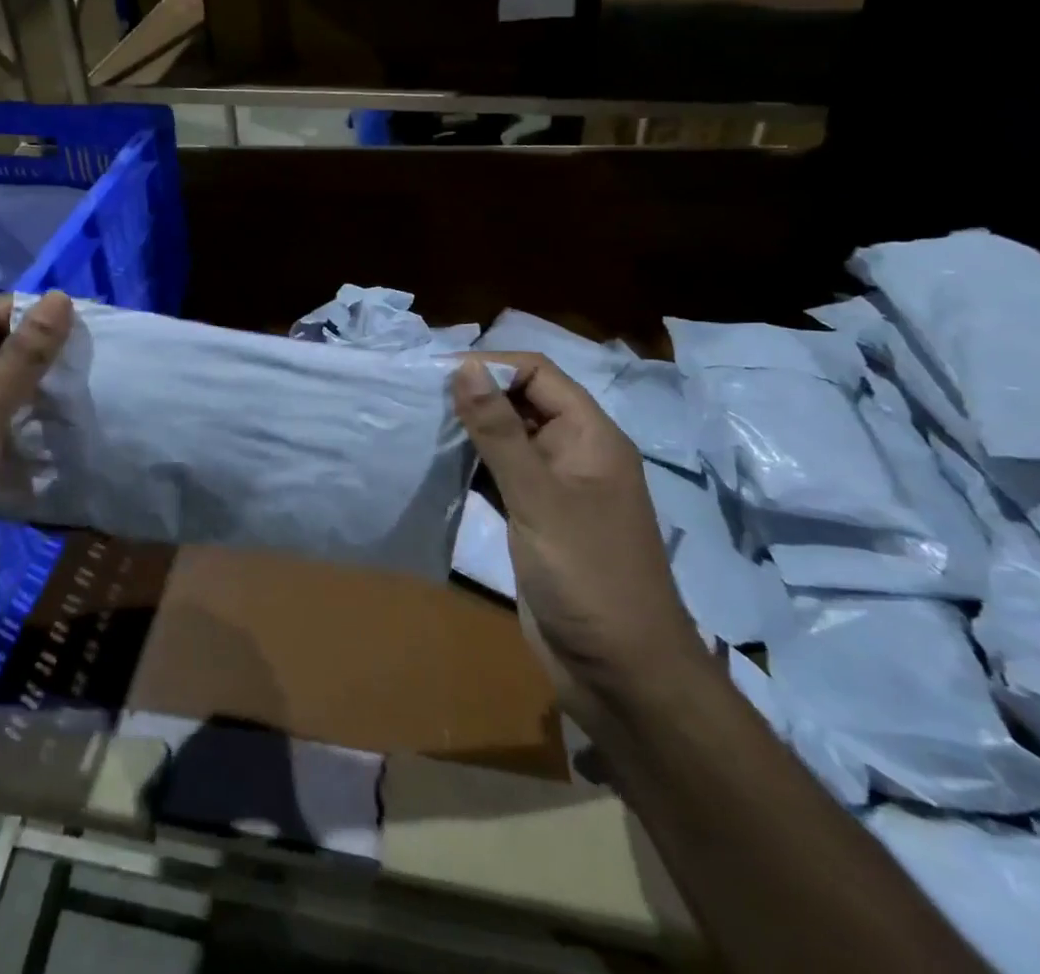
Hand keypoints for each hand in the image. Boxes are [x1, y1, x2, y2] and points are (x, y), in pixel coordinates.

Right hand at [453, 354, 705, 719]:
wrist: (622, 673)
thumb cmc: (588, 576)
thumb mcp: (539, 497)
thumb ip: (499, 431)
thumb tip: (464, 367)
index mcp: (590, 436)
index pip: (537, 374)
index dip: (490, 366)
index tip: (435, 374)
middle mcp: (574, 453)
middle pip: (521, 402)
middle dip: (474, 395)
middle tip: (417, 398)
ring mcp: (555, 488)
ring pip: (507, 439)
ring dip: (468, 430)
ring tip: (417, 424)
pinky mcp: (536, 519)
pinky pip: (500, 475)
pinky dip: (470, 465)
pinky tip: (435, 465)